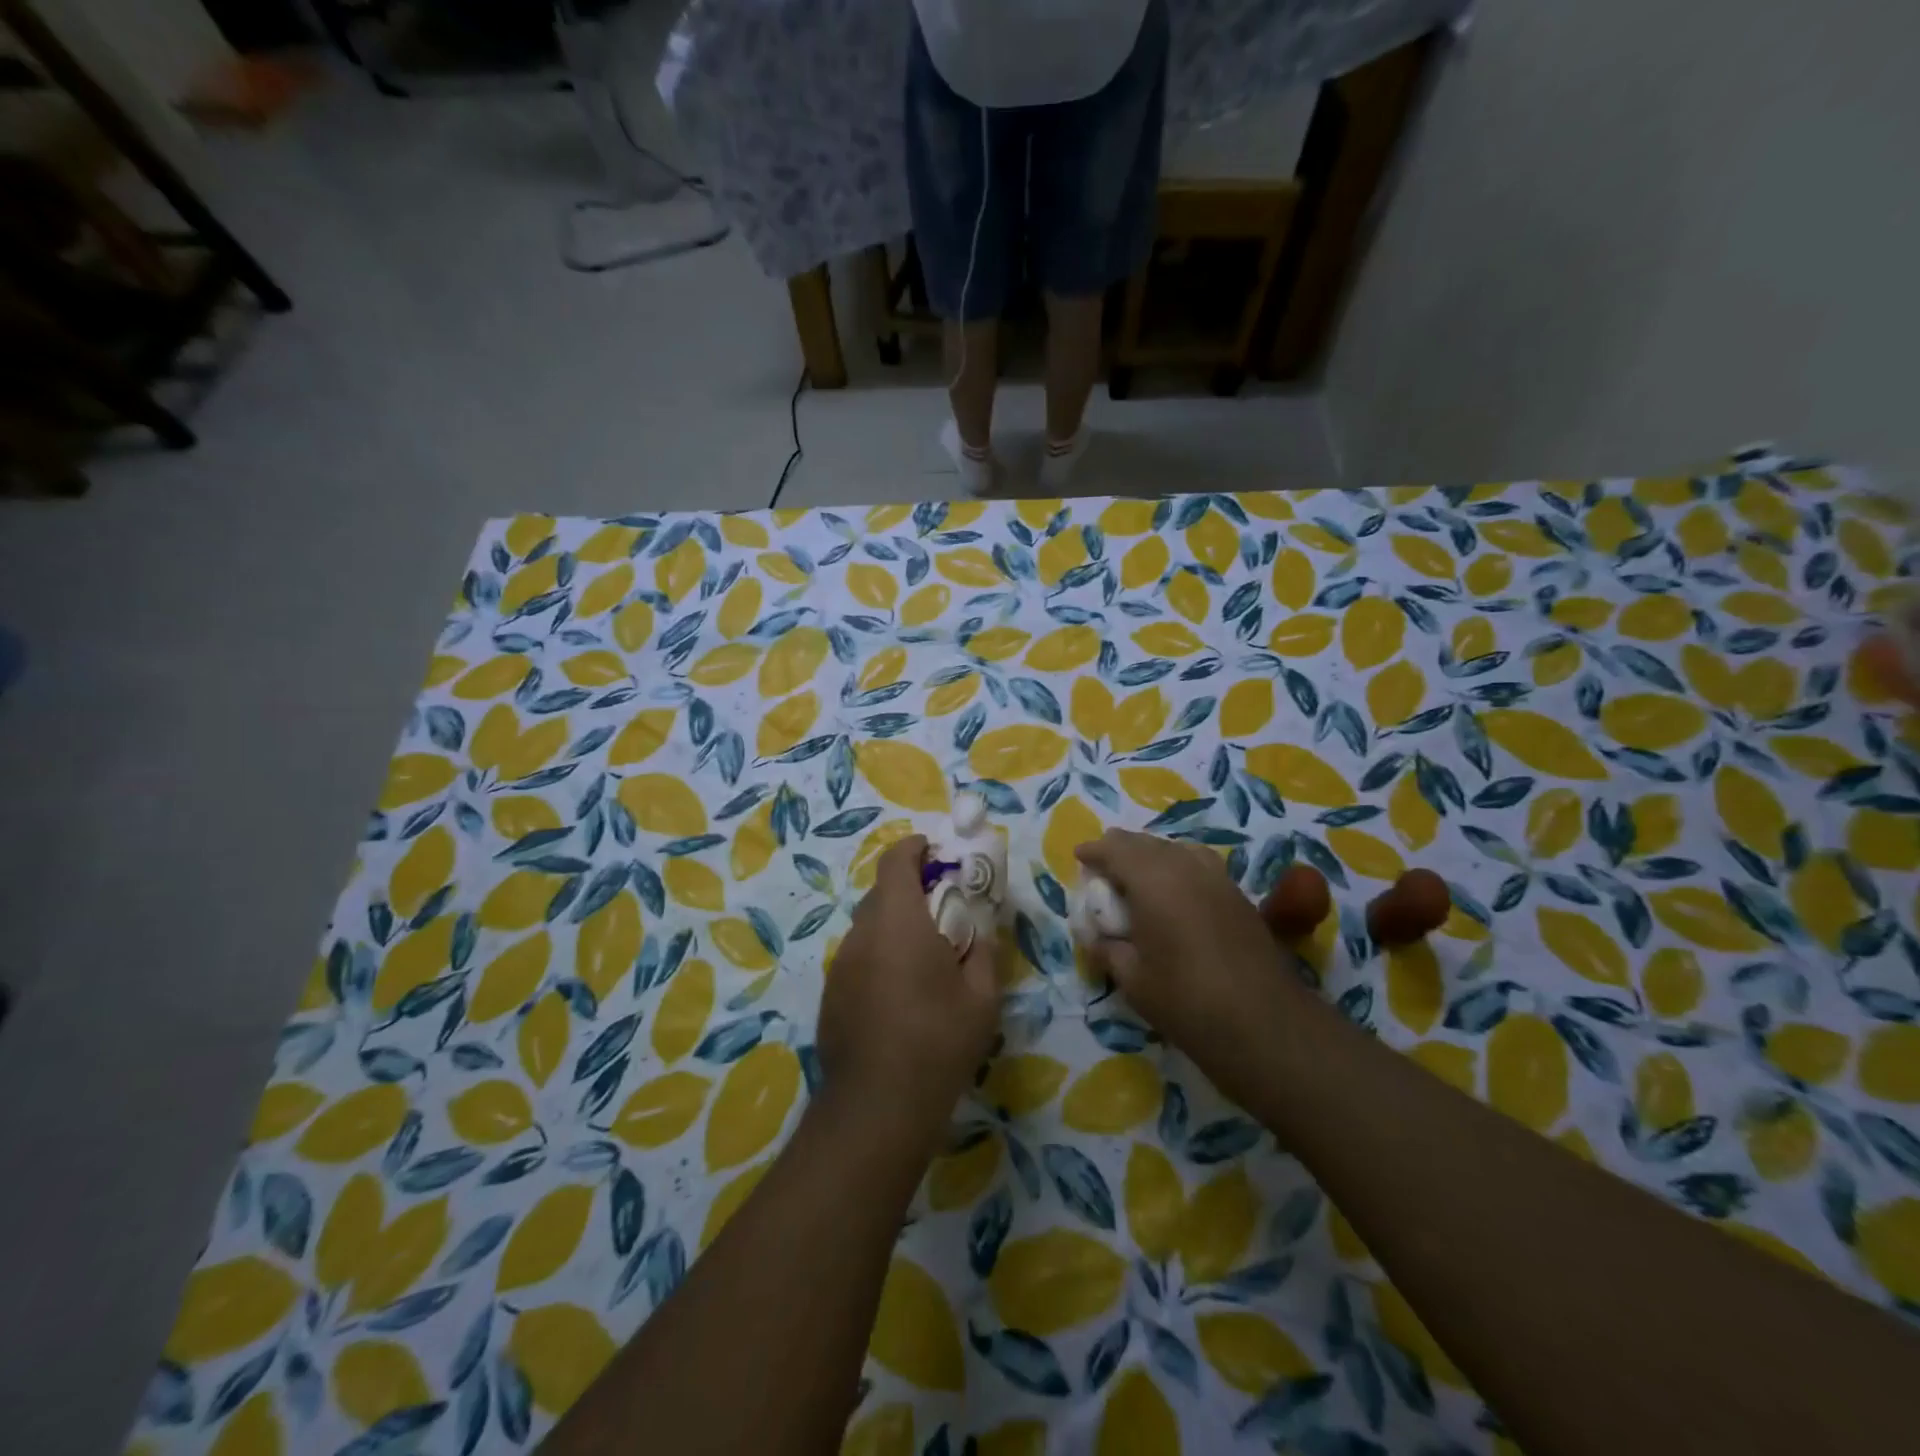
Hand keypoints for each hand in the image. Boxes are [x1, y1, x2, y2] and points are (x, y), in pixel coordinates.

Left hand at [819, 834, 1000, 1155]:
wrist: (877, 1107)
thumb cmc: (938, 1041)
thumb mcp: (982, 997)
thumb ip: (983, 951)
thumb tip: (979, 932)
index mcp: (898, 920)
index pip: (896, 860)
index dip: (915, 848)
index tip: (936, 851)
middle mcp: (862, 933)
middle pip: (882, 892)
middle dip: (910, 889)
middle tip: (942, 910)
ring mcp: (841, 965)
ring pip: (869, 927)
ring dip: (894, 925)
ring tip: (924, 956)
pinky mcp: (831, 995)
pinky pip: (859, 957)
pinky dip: (879, 956)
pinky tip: (899, 993)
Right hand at [1076, 830, 1306, 1109]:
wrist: (1265, 1024)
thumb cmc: (1186, 1001)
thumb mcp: (1133, 980)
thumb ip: (1108, 950)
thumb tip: (1096, 937)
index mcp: (1153, 881)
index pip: (1116, 850)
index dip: (1095, 851)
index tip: (1079, 855)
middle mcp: (1185, 868)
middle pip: (1147, 843)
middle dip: (1121, 847)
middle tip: (1103, 861)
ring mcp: (1217, 878)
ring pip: (1177, 848)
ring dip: (1152, 853)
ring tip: (1138, 870)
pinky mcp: (1238, 895)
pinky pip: (1199, 863)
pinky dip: (1179, 863)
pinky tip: (1176, 887)